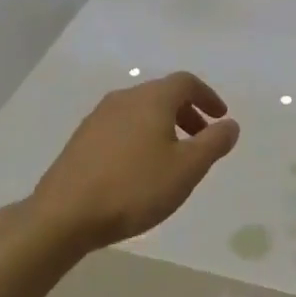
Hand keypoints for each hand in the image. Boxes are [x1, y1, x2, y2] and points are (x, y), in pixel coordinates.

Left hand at [28, 72, 240, 251]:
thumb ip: (213, 143)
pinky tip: (140, 168)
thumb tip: (230, 124)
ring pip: (140, 111)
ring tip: (173, 158)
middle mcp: (123, 99)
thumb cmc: (135, 187)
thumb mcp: (187, 169)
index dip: (207, 97)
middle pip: (161, 94)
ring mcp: (97, 118)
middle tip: (201, 139)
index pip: (185, 82)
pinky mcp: (82, 140)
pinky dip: (141, 137)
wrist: (65, 213)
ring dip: (163, 126)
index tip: (221, 117)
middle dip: (187, 112)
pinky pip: (121, 127)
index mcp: (151, 99)